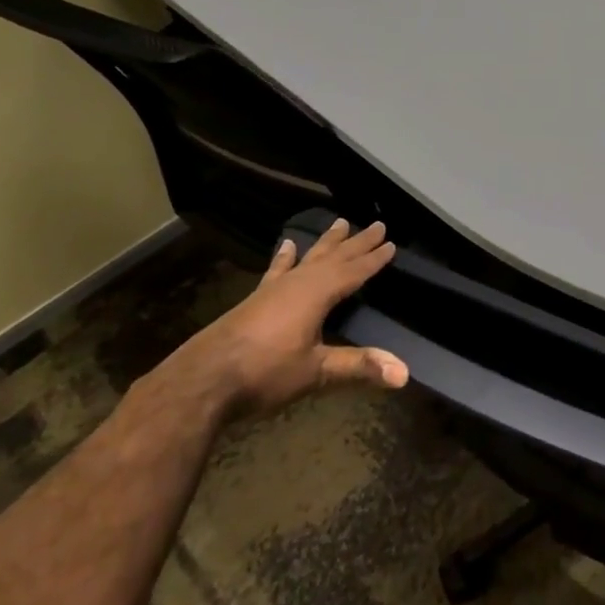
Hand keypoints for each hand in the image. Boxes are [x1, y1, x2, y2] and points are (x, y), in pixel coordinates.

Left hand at [177, 218, 406, 415]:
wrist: (201, 381)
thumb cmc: (264, 373)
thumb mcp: (316, 371)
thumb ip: (359, 366)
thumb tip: (404, 374)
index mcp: (316, 294)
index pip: (353, 272)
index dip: (373, 260)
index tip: (391, 243)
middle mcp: (296, 284)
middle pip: (333, 258)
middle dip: (356, 243)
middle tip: (377, 225)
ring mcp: (272, 290)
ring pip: (307, 259)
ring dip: (326, 243)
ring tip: (339, 223)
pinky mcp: (255, 301)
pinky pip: (278, 270)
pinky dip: (285, 258)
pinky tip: (287, 246)